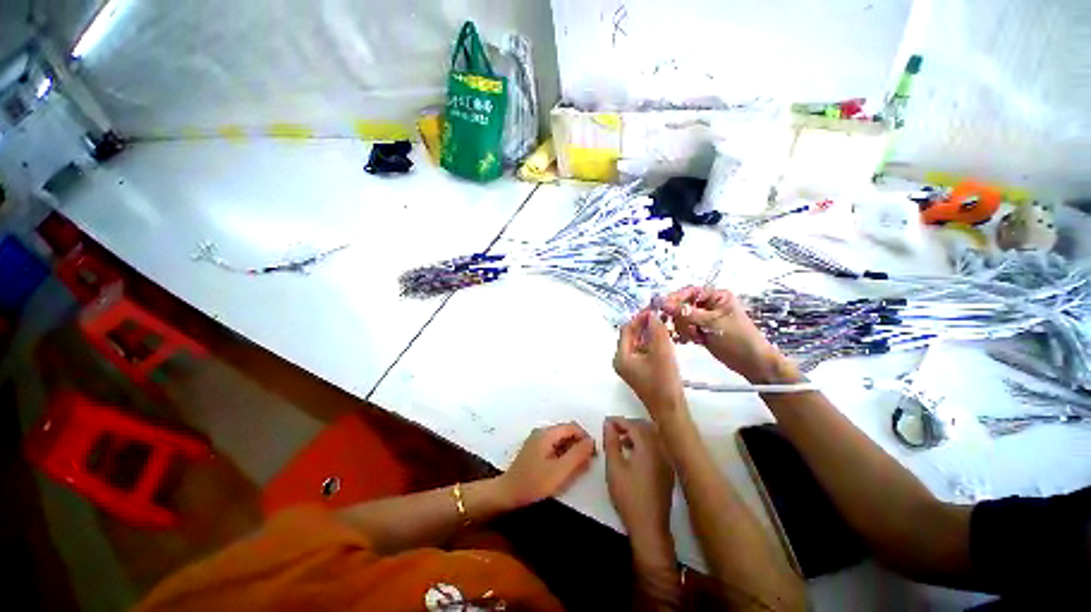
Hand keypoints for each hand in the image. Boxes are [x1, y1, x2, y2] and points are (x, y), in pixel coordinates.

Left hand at [500, 423, 595, 507]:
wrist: (507, 495)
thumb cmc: (533, 483)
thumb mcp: (560, 471)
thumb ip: (577, 455)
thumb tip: (592, 441)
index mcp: (547, 433)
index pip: (573, 427)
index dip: (585, 438)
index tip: (593, 455)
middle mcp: (542, 432)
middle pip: (567, 433)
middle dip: (579, 446)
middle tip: (586, 465)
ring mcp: (537, 441)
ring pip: (561, 441)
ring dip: (572, 452)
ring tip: (577, 470)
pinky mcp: (535, 451)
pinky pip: (554, 448)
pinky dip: (563, 456)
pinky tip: (565, 471)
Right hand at [604, 417, 674, 537]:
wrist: (650, 527)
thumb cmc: (629, 496)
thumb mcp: (614, 467)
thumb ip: (611, 442)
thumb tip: (608, 424)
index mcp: (649, 447)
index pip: (634, 425)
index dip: (619, 421)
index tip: (606, 422)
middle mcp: (662, 450)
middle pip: (645, 427)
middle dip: (628, 425)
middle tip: (613, 429)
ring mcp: (667, 460)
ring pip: (653, 436)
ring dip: (637, 433)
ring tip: (621, 440)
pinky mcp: (668, 470)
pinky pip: (657, 446)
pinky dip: (645, 443)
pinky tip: (633, 453)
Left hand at [613, 310, 686, 418]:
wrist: (671, 411)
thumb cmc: (664, 381)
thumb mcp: (661, 352)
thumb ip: (656, 330)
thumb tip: (652, 314)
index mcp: (621, 356)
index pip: (626, 330)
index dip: (639, 318)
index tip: (653, 309)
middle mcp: (621, 360)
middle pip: (630, 336)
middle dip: (644, 325)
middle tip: (659, 314)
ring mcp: (629, 367)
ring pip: (637, 343)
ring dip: (648, 333)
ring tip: (663, 323)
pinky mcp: (638, 371)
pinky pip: (642, 351)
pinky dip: (651, 343)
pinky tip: (663, 338)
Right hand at [662, 286, 788, 382]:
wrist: (752, 363)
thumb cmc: (737, 338)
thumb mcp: (712, 323)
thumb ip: (686, 313)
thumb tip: (663, 303)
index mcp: (716, 296)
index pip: (690, 292)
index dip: (676, 299)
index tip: (663, 308)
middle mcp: (709, 305)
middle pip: (683, 305)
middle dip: (681, 318)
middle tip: (688, 329)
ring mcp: (704, 318)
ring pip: (681, 318)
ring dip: (684, 328)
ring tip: (696, 338)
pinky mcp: (701, 330)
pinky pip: (684, 328)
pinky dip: (685, 334)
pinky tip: (692, 341)